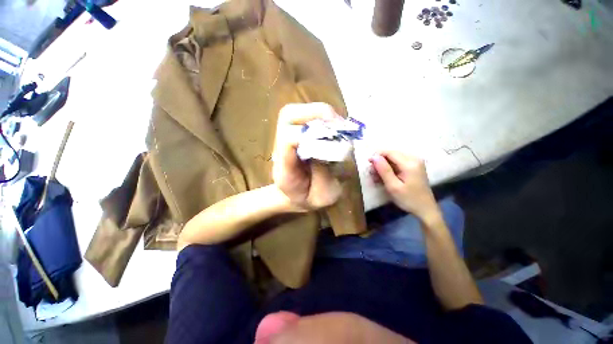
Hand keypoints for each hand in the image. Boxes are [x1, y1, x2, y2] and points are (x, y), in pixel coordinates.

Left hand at [272, 103, 342, 210]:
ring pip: (297, 110)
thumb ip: (325, 174)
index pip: (288, 140)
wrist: (295, 194)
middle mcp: (281, 148)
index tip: (334, 142)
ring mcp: (285, 137)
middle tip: (339, 126)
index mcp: (284, 169)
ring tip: (339, 127)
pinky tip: (334, 128)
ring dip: (321, 114)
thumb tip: (332, 145)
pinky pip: (306, 115)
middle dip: (318, 114)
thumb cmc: (309, 198)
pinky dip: (322, 116)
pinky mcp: (295, 132)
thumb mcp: (322, 196)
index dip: (313, 136)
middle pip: (289, 115)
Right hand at [369, 151, 440, 221]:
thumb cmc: (408, 199)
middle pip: (392, 153)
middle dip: (380, 161)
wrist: (425, 209)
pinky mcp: (415, 166)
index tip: (368, 163)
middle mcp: (414, 158)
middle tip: (372, 173)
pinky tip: (385, 176)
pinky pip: (399, 162)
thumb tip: (374, 156)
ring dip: (384, 165)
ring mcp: (416, 162)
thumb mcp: (393, 186)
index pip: (389, 152)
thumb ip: (384, 170)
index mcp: (410, 163)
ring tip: (377, 176)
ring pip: (394, 157)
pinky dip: (390, 168)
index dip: (377, 155)